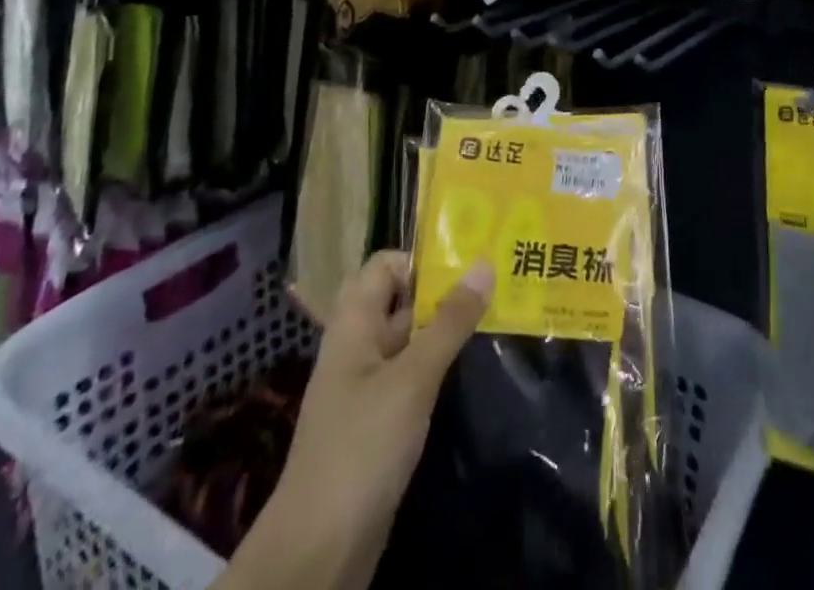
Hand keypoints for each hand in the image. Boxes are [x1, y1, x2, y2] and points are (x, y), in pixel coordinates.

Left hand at [228, 252, 492, 589]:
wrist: (317, 552)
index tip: (466, 265)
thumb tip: (484, 264)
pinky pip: (410, 379)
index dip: (420, 261)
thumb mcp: (412, 379)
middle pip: (399, 301)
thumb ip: (449, 323)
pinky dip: (437, 369)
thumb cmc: (361, 448)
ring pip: (408, 341)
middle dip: (442, 292)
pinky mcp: (377, 426)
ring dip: (444, 330)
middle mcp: (357, 348)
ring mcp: (366, 389)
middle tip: (493, 286)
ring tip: (495, 319)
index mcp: (353, 325)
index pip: (384, 266)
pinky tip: (470, 372)